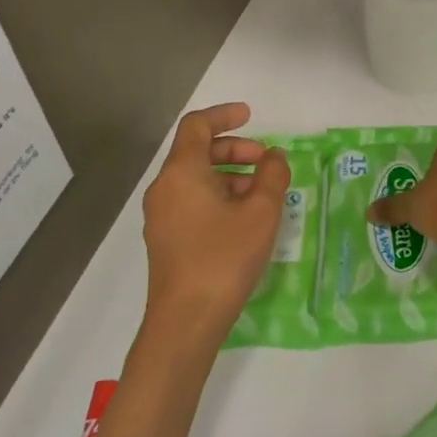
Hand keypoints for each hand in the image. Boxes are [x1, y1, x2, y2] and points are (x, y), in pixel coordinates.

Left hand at [141, 102, 288, 346]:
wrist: (185, 322)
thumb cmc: (223, 259)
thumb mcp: (260, 213)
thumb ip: (272, 176)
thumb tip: (274, 157)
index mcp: (181, 172)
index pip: (197, 126)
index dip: (224, 115)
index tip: (251, 115)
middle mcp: (165, 188)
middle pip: (197, 152)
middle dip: (234, 149)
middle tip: (266, 162)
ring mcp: (162, 216)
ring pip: (196, 179)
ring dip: (230, 175)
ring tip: (263, 194)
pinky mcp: (166, 239)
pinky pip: (192, 201)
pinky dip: (218, 196)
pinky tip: (244, 219)